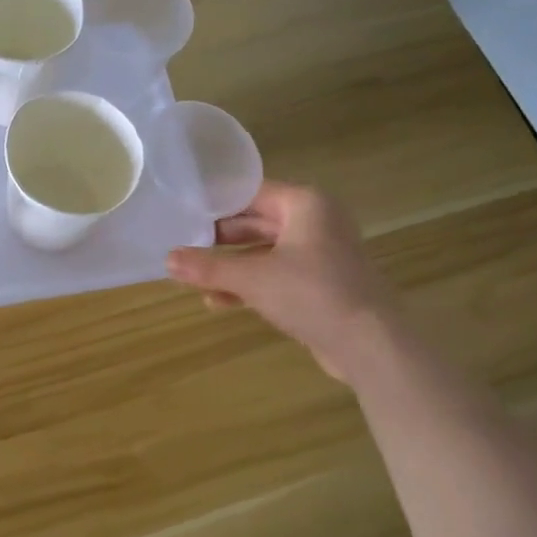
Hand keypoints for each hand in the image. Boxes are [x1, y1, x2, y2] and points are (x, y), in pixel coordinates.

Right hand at [166, 181, 399, 384]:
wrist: (370, 344)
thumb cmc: (311, 293)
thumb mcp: (251, 278)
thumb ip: (208, 267)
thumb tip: (167, 259)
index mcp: (305, 204)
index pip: (251, 193)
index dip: (216, 203)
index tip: (183, 213)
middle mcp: (316, 222)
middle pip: (256, 222)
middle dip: (220, 239)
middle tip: (184, 245)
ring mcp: (321, 255)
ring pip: (265, 252)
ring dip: (231, 266)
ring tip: (193, 277)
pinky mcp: (321, 284)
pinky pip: (278, 275)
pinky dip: (251, 284)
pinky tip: (219, 301)